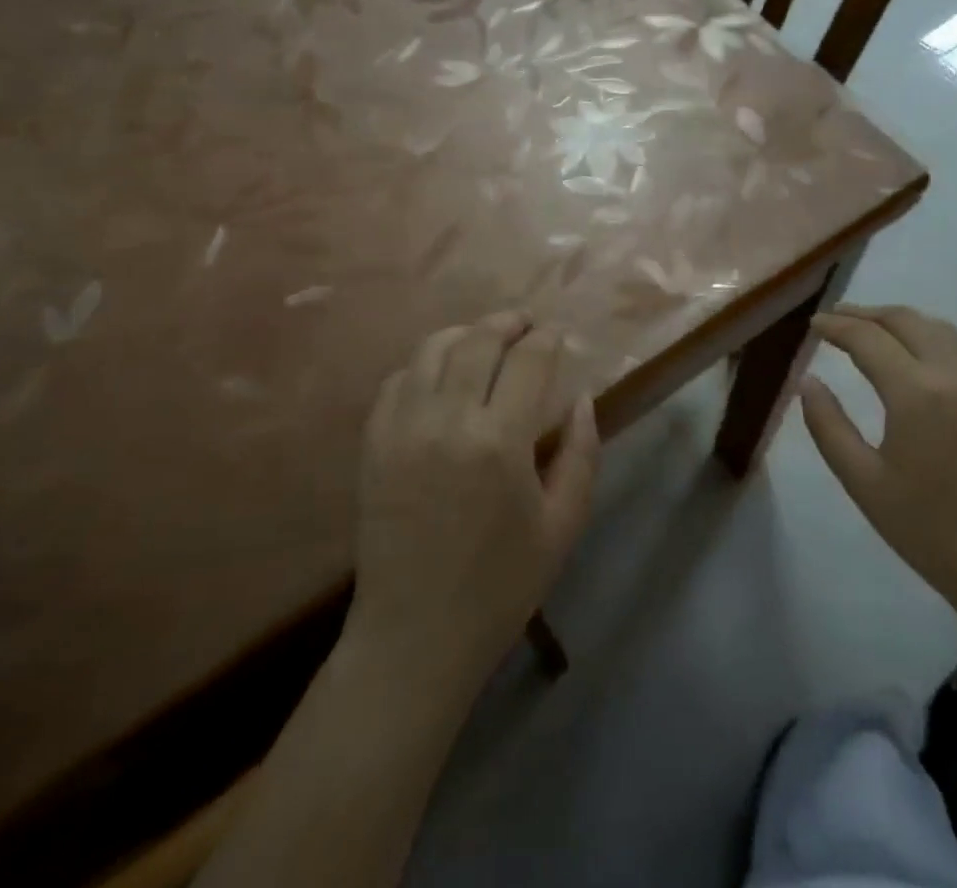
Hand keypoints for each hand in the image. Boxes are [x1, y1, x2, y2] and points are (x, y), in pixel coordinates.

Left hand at [347, 312, 598, 696]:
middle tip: (526, 324)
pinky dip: (424, 364)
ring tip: (485, 339)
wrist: (415, 633)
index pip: (529, 360)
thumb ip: (582, 454)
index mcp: (500, 441)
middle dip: (508, 322)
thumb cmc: (501, 585)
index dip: (548, 338)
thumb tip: (583, 398)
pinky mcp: (373, 441)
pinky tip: (441, 376)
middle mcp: (447, 419)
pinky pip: (398, 379)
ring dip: (465, 333)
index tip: (558, 334)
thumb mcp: (563, 525)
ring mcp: (402, 426)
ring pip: (433, 348)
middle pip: (480, 339)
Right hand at [800, 305, 956, 615]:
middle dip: (866, 313)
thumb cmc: (931, 531)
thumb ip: (828, 426)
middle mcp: (956, 375)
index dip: (836, 327)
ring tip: (872, 328)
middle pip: (906, 320)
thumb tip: (807, 382)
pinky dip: (932, 337)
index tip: (813, 325)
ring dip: (901, 321)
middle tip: (836, 318)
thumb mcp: (864, 483)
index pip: (868, 338)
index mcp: (917, 393)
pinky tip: (918, 355)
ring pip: (939, 329)